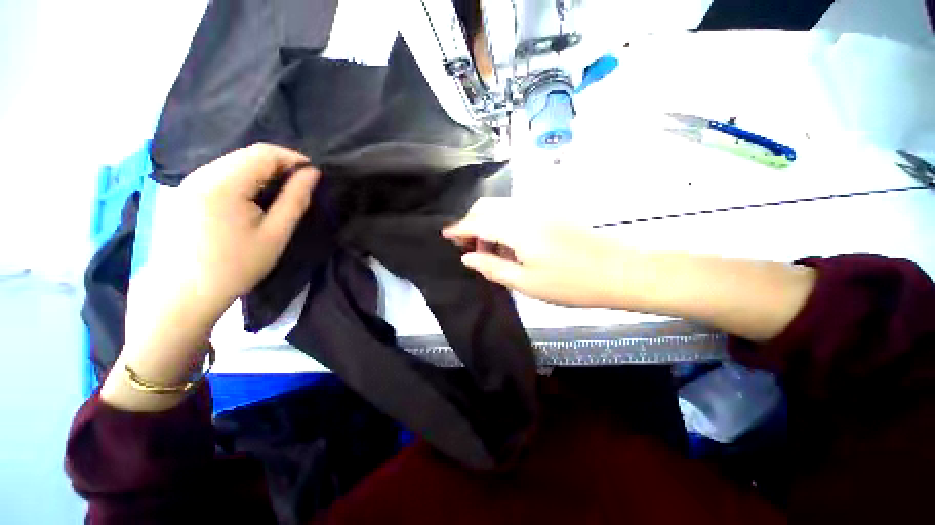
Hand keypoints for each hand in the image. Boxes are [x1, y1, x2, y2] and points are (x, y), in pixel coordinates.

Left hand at [147, 143, 319, 318]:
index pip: (264, 153)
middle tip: (300, 186)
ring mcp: (188, 182)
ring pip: (233, 163)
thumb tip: (312, 174)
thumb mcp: (275, 234)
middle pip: (247, 154)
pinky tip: (252, 201)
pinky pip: (220, 174)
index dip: (293, 158)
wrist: (183, 294)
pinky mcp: (184, 192)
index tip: (313, 174)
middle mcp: (201, 174)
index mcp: (223, 183)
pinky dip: (244, 180)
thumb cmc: (235, 266)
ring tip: (279, 194)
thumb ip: (295, 200)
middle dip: (279, 165)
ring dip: (262, 172)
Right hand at [442, 198, 624, 306]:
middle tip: (470, 249)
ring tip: (491, 251)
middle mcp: (526, 210)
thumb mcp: (526, 283)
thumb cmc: (570, 283)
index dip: (459, 228)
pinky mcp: (551, 211)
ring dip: (488, 223)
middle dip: (472, 223)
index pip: (477, 220)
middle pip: (487, 206)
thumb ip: (492, 267)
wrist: (619, 271)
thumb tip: (468, 257)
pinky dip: (505, 223)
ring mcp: (540, 208)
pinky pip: (517, 211)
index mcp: (517, 227)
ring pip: (502, 207)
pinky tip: (511, 246)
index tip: (445, 236)